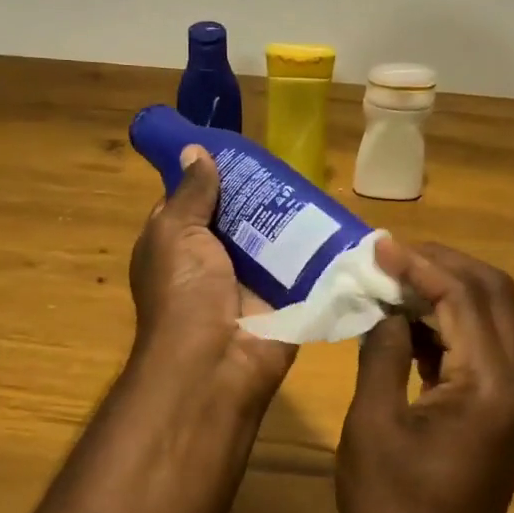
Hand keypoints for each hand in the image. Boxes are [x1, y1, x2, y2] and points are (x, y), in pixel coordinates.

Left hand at [128, 145, 296, 406]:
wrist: (216, 363)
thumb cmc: (184, 292)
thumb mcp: (175, 233)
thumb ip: (190, 194)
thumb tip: (195, 151)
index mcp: (177, 245)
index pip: (194, 201)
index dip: (212, 176)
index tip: (239, 149)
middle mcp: (212, 260)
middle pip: (239, 217)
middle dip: (260, 193)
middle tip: (290, 162)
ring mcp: (250, 281)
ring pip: (272, 238)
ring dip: (291, 217)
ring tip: (318, 181)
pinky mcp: (284, 298)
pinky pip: (301, 265)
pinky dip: (316, 247)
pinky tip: (338, 219)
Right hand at [336, 241, 513, 512]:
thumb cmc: (393, 509)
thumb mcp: (373, 423)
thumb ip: (383, 352)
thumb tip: (387, 307)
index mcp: (492, 385)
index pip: (464, 296)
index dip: (420, 263)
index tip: (377, 246)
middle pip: (494, 295)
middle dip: (442, 265)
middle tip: (389, 255)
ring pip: (492, 317)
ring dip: (446, 291)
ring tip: (392, 279)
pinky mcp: (505, 413)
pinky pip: (483, 348)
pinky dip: (449, 325)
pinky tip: (408, 321)